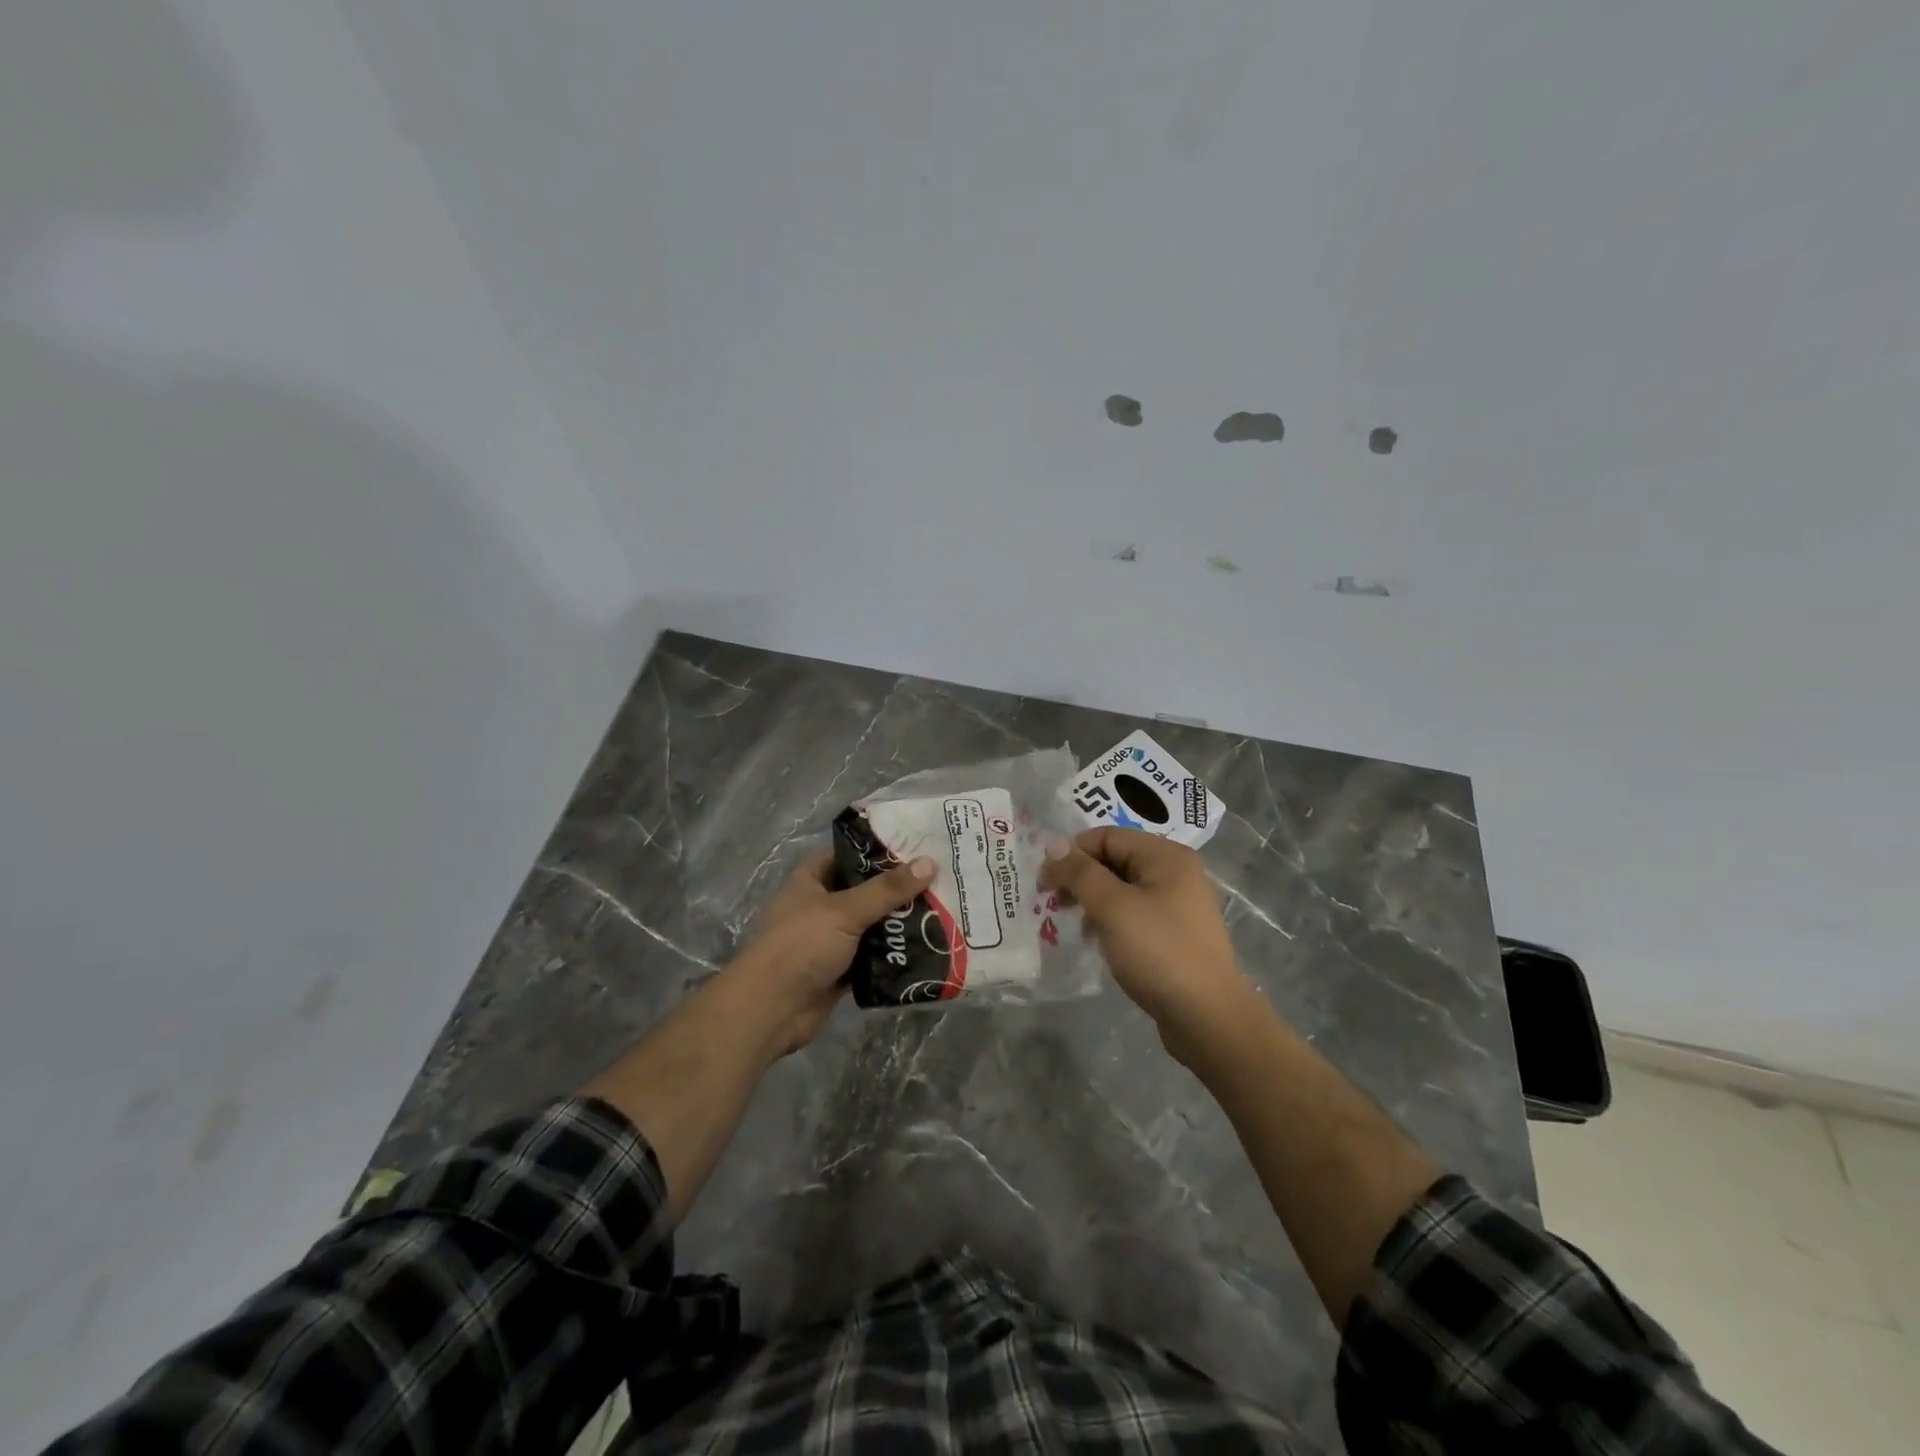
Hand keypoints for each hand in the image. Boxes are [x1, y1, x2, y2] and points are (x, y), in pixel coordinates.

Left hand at [724, 850, 935, 1055]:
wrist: (771, 1010)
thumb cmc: (801, 945)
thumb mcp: (845, 910)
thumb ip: (888, 889)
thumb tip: (930, 863)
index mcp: (811, 880)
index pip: (849, 855)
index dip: (879, 851)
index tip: (917, 847)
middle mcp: (820, 906)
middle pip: (865, 891)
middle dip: (897, 890)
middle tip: (940, 880)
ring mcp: (830, 940)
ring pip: (872, 925)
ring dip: (899, 923)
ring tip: (942, 911)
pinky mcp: (841, 970)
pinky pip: (873, 956)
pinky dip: (893, 954)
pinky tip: (926, 947)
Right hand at [1040, 828, 1249, 1061]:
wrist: (1207, 1017)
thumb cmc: (1157, 952)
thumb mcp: (1112, 907)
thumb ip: (1080, 872)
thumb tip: (1053, 844)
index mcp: (1165, 855)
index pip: (1106, 837)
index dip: (1071, 854)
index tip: (1044, 883)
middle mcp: (1175, 872)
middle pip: (1114, 859)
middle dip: (1080, 878)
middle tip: (1053, 904)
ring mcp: (1178, 903)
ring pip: (1122, 888)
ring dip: (1093, 901)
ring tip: (1074, 925)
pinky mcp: (1175, 932)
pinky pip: (1134, 912)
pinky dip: (1111, 920)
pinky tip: (1098, 941)